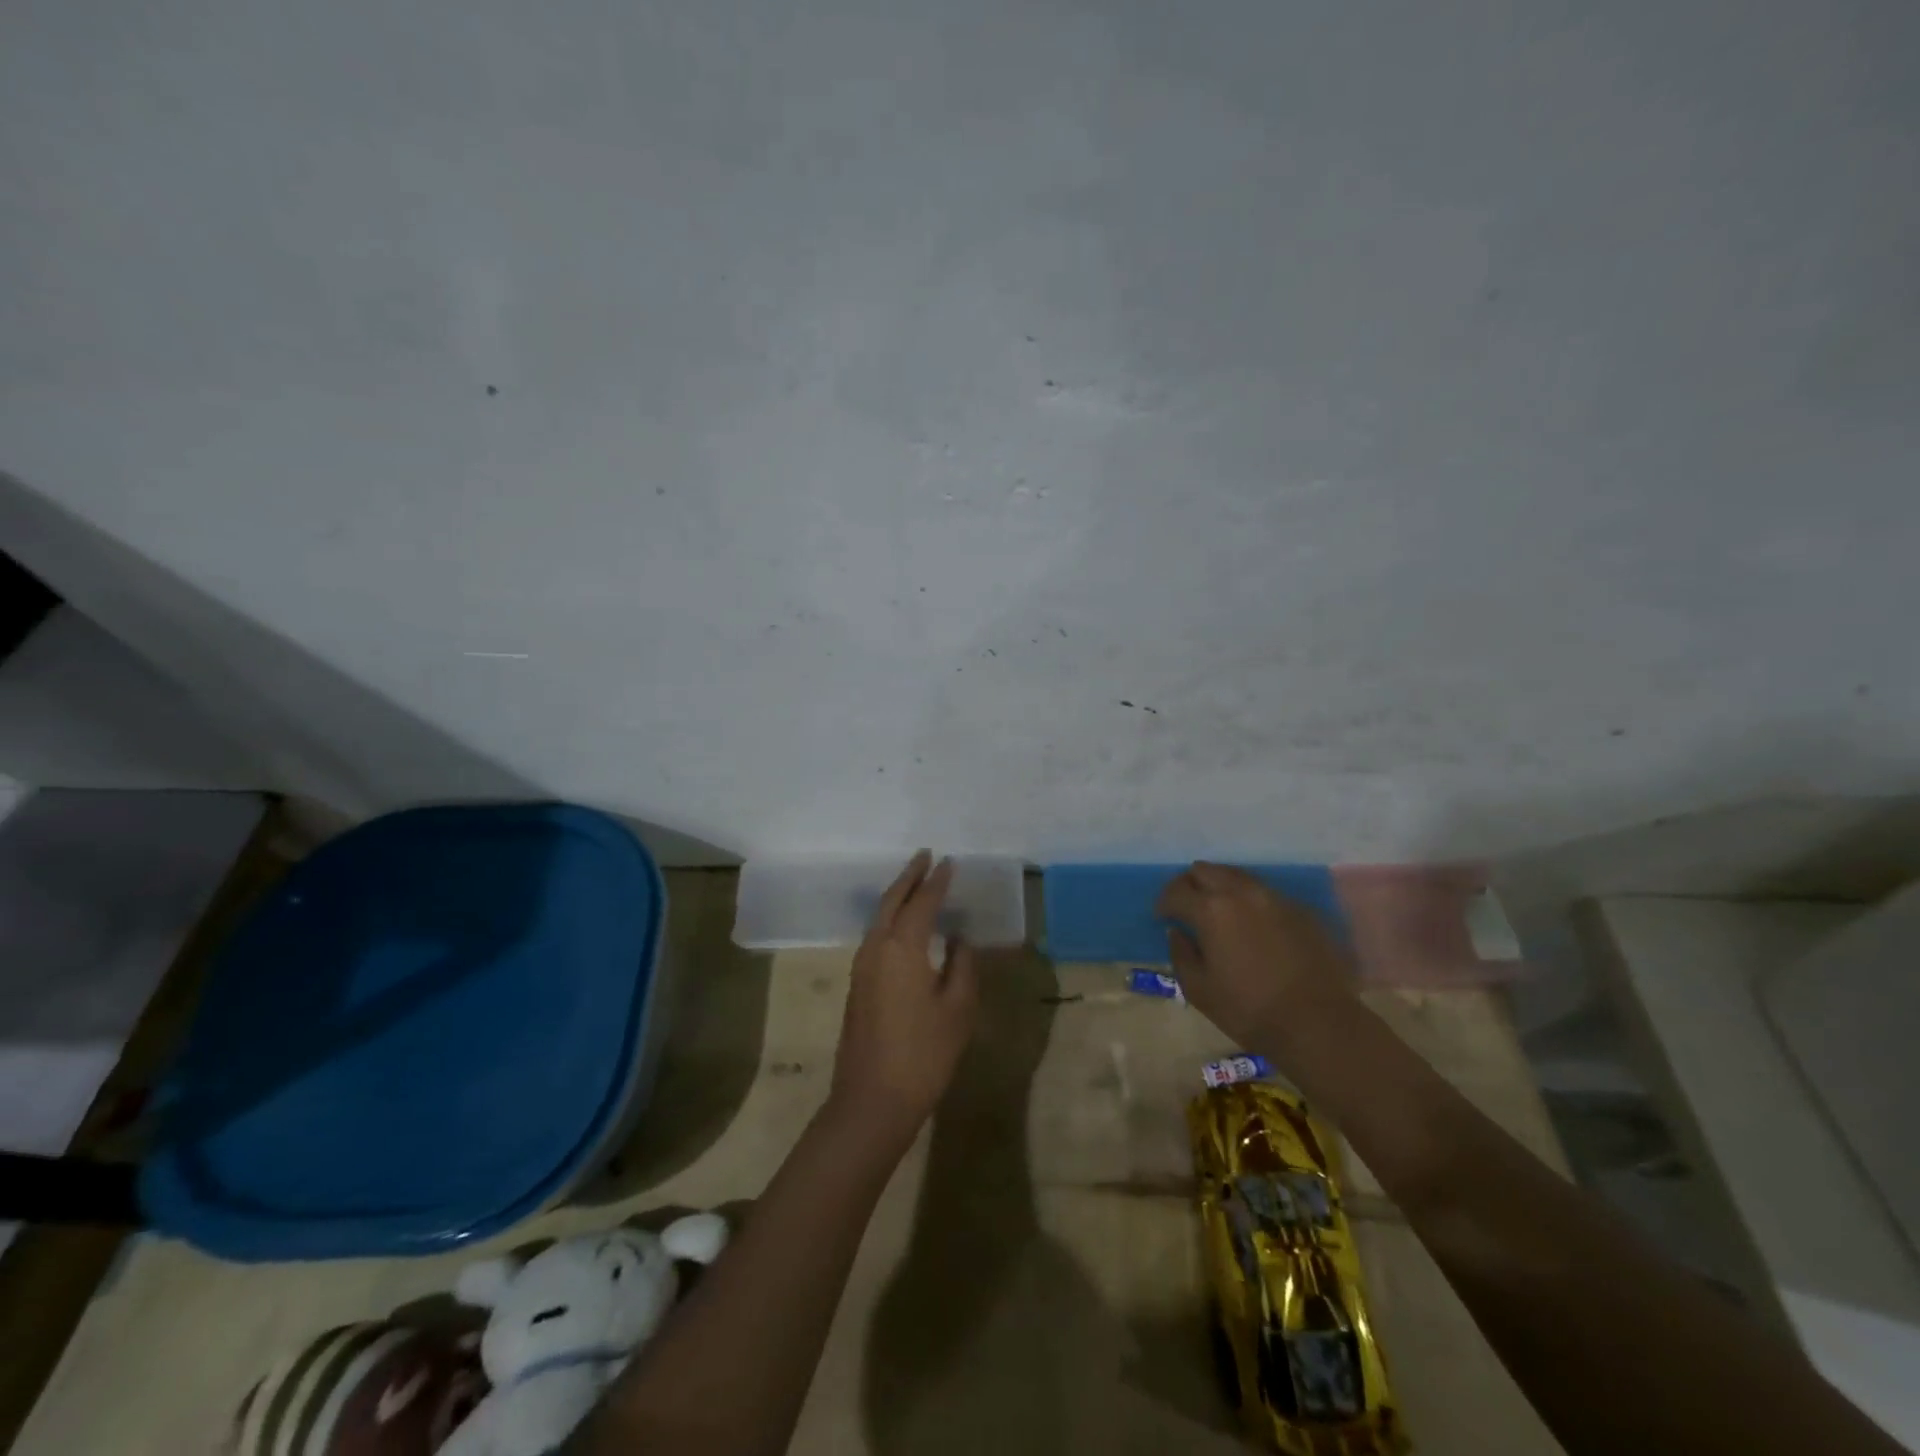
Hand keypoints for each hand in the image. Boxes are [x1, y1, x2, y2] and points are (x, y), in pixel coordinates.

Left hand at [829, 850, 979, 1141]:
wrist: (872, 1100)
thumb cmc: (923, 1054)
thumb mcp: (957, 1009)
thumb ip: (962, 966)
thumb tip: (959, 939)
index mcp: (902, 947)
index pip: (922, 902)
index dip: (937, 881)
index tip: (950, 862)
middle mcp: (876, 947)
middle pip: (891, 900)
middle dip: (909, 876)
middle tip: (926, 856)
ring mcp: (861, 966)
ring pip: (879, 917)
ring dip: (897, 895)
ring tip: (917, 883)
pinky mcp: (858, 984)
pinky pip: (875, 936)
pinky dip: (891, 918)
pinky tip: (905, 925)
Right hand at [1157, 862, 1355, 1051]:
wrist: (1318, 1024)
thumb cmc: (1249, 1010)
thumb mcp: (1198, 989)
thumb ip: (1181, 954)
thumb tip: (1178, 933)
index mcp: (1211, 910)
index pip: (1176, 891)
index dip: (1163, 903)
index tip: (1162, 917)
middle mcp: (1241, 893)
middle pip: (1205, 870)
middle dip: (1190, 885)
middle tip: (1187, 907)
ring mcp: (1274, 898)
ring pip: (1237, 876)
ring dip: (1220, 888)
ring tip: (1219, 912)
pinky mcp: (1300, 910)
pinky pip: (1265, 894)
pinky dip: (1249, 902)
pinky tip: (1253, 926)